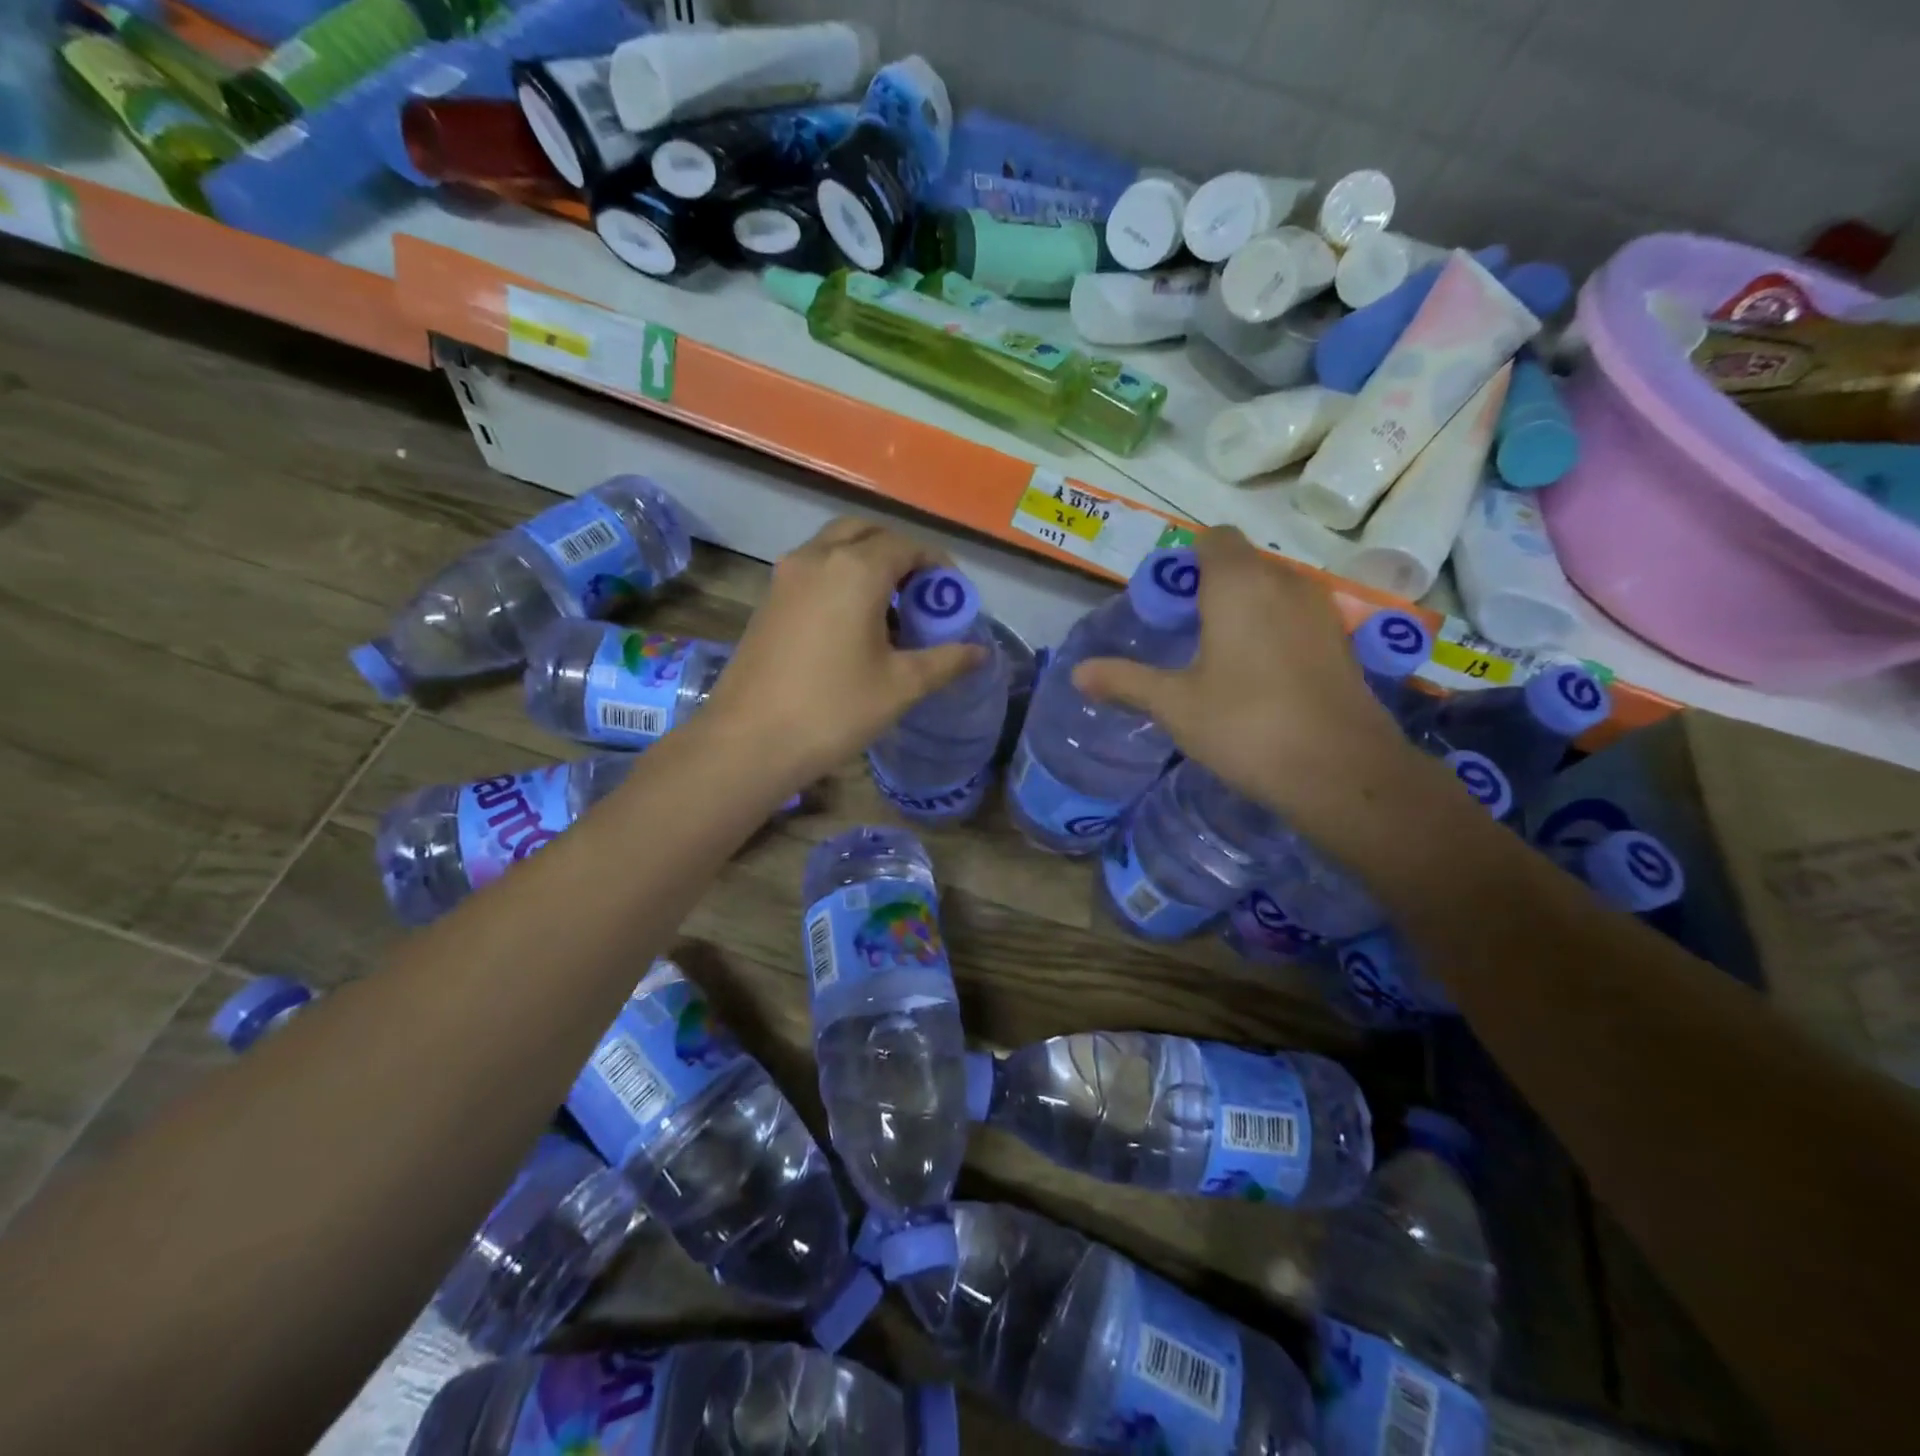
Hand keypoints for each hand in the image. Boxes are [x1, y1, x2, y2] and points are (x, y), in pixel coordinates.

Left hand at [702, 519, 984, 783]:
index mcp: (855, 569)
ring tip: (888, 609)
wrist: (749, 741)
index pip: (906, 545)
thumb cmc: (834, 710)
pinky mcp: (768, 600)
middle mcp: (817, 558)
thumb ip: (945, 661)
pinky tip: (851, 625)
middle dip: (897, 553)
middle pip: (865, 533)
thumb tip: (980, 652)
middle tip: (918, 592)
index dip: (936, 565)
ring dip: (865, 562)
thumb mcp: (900, 686)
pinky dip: (838, 578)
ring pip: (834, 547)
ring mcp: (785, 577)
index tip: (952, 594)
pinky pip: (812, 570)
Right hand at [1073, 527, 1425, 823]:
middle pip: (1242, 564)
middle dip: (1211, 589)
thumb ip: (1125, 681)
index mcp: (1239, 584)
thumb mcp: (1174, 705)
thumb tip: (1077, 673)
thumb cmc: (1246, 725)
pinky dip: (1274, 632)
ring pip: (1272, 591)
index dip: (1186, 562)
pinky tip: (1260, 680)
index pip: (1213, 538)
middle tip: (1184, 637)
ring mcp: (1321, 610)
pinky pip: (1296, 618)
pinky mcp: (1342, 642)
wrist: (1341, 771)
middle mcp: (1285, 582)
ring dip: (1245, 611)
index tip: (1168, 605)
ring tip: (1219, 660)